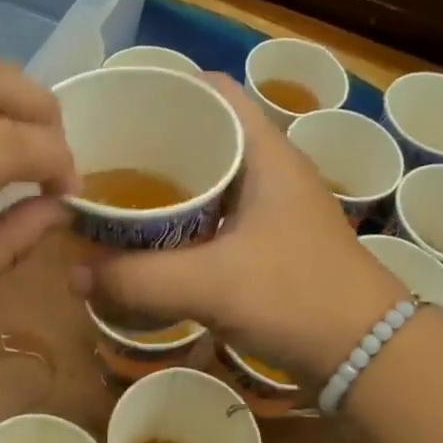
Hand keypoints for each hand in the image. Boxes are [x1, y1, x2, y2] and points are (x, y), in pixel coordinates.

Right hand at [74, 75, 405, 380]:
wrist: (367, 354)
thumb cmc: (296, 295)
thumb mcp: (210, 284)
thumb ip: (138, 279)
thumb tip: (74, 275)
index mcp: (266, 153)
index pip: (216, 91)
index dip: (169, 88)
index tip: (118, 104)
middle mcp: (272, 170)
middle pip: (208, 133)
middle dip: (156, 140)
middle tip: (104, 154)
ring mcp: (274, 208)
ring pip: (212, 177)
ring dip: (169, 184)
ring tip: (118, 192)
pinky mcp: (272, 243)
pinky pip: (218, 215)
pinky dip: (185, 219)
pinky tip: (154, 239)